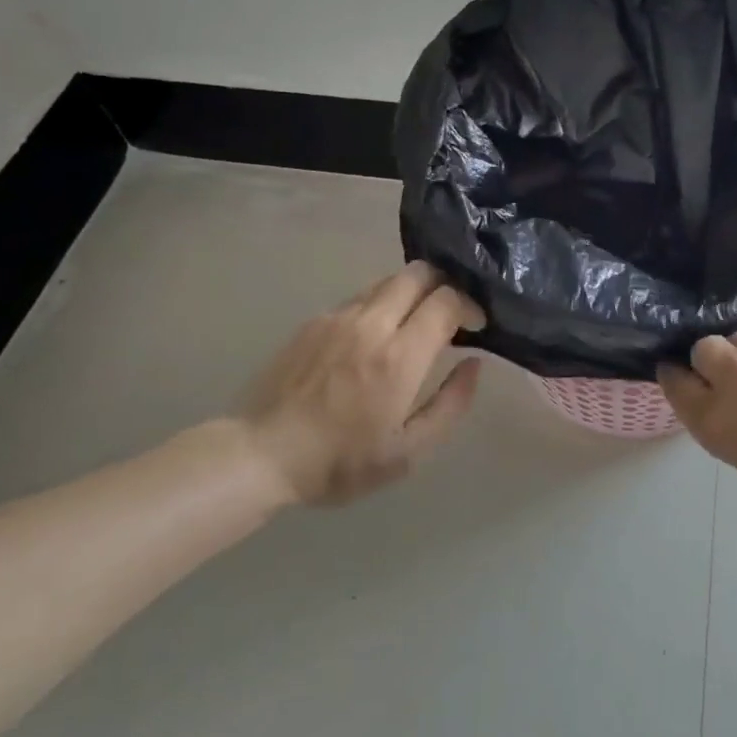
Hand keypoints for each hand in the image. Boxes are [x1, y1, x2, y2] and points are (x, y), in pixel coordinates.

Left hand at [234, 263, 484, 505]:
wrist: (260, 454)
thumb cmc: (340, 462)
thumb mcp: (408, 452)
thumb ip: (450, 404)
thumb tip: (473, 364)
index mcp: (399, 356)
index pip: (446, 300)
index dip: (470, 305)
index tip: (476, 326)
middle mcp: (371, 324)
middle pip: (419, 273)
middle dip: (445, 285)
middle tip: (451, 313)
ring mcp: (338, 317)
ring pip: (389, 280)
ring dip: (413, 292)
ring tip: (416, 322)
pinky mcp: (314, 320)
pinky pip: (360, 297)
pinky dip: (382, 304)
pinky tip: (376, 336)